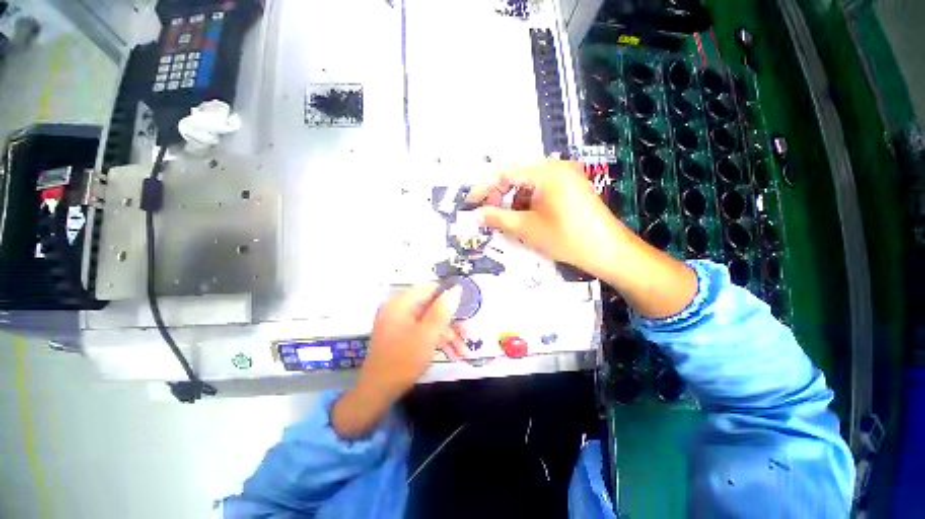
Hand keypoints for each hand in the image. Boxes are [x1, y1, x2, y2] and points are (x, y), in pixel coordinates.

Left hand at [332, 284, 461, 438]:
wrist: (377, 393)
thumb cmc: (403, 361)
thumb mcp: (427, 335)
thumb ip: (442, 310)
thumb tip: (456, 288)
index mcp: (402, 303)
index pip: (431, 288)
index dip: (450, 295)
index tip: (467, 305)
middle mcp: (401, 309)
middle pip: (433, 307)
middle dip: (453, 323)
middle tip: (469, 334)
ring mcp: (402, 323)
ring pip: (431, 322)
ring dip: (449, 336)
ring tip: (465, 353)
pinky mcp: (404, 336)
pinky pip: (424, 332)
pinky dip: (438, 342)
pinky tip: (454, 355)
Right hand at [468, 160, 622, 277]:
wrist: (608, 251)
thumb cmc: (566, 238)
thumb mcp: (527, 228)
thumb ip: (497, 218)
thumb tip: (475, 214)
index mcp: (546, 172)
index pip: (504, 172)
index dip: (483, 187)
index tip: (470, 202)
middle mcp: (556, 167)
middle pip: (516, 175)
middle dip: (499, 195)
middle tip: (488, 214)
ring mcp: (565, 176)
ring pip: (528, 184)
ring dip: (513, 200)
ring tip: (507, 219)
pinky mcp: (570, 187)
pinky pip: (541, 190)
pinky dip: (528, 202)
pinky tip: (525, 217)